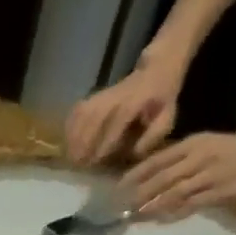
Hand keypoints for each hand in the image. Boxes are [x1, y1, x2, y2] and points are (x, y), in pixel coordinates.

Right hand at [64, 55, 182, 165]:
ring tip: (70, 157)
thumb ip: (153, 135)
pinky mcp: (92, 96)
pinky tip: (68, 143)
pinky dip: (69, 128)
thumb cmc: (161, 100)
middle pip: (94, 117)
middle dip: (84, 142)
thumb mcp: (167, 117)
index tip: (98, 160)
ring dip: (73, 137)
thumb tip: (135, 153)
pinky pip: (76, 112)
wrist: (156, 70)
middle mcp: (116, 96)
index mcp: (136, 101)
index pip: (118, 121)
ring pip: (82, 115)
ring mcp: (102, 95)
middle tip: (79, 164)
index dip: (106, 141)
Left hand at [124, 130, 235, 219]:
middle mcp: (198, 158)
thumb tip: (148, 177)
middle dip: (138, 195)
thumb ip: (179, 159)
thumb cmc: (233, 151)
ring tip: (135, 217)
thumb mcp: (204, 145)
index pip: (156, 160)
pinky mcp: (220, 192)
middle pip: (160, 179)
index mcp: (192, 144)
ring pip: (173, 193)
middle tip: (120, 208)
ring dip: (151, 207)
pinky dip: (173, 214)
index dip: (134, 175)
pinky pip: (191, 205)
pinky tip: (159, 221)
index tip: (117, 189)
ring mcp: (209, 176)